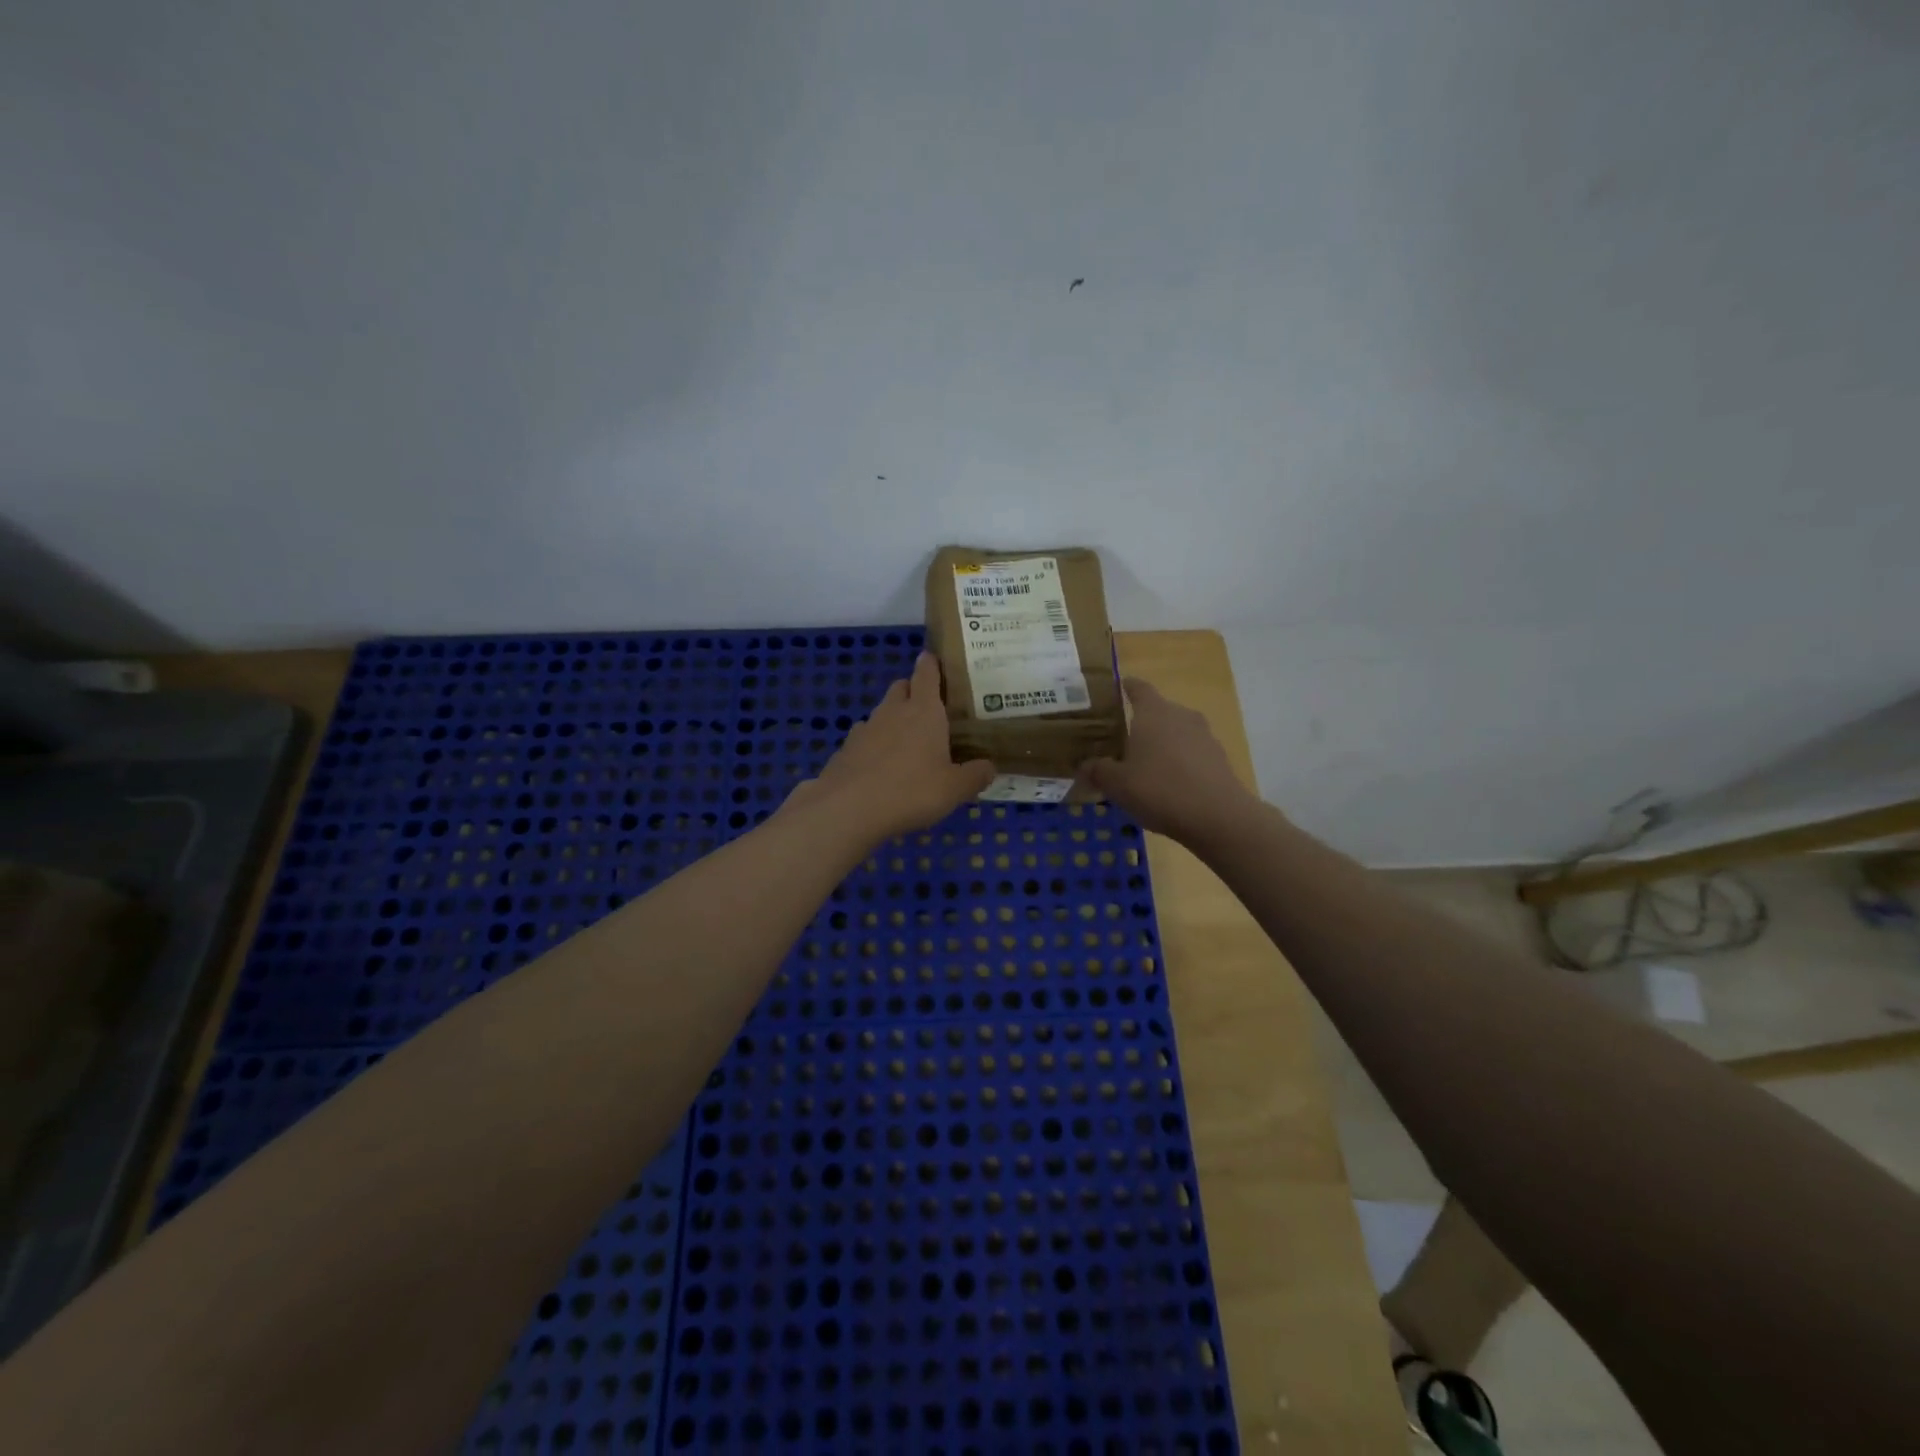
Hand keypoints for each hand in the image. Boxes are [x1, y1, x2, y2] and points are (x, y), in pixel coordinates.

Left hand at [787, 652, 995, 841]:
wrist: (848, 809)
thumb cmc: (911, 791)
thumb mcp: (954, 789)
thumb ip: (975, 776)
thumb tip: (989, 767)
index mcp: (924, 711)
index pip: (927, 673)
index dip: (931, 664)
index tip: (934, 658)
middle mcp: (893, 711)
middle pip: (901, 687)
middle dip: (913, 690)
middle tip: (929, 709)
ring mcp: (865, 729)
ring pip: (881, 712)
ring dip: (893, 719)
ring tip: (906, 743)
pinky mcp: (845, 749)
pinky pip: (864, 738)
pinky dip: (874, 744)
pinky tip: (880, 766)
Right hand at [1083, 678, 1254, 841]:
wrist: (1218, 817)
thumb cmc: (1159, 789)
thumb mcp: (1117, 784)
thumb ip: (1098, 771)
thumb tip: (1084, 765)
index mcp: (1154, 712)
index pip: (1138, 688)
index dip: (1125, 687)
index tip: (1116, 689)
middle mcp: (1181, 716)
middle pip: (1158, 711)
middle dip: (1140, 723)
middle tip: (1121, 740)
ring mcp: (1204, 736)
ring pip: (1176, 733)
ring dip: (1161, 744)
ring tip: (1144, 766)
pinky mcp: (1219, 759)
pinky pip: (1191, 754)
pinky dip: (1178, 763)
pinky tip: (1168, 786)